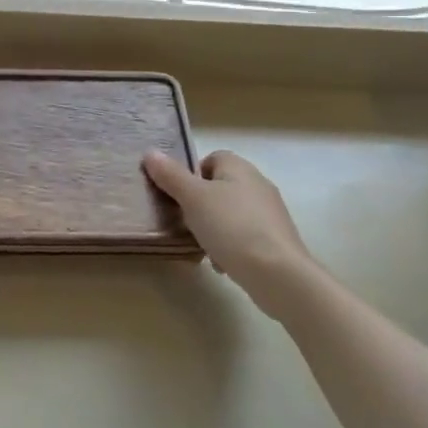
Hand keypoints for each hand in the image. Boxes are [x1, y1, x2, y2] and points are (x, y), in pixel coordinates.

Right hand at [143, 149, 327, 319]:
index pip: (211, 158)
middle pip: (219, 187)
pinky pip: (243, 236)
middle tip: (183, 221)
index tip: (178, 196)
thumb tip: (150, 153)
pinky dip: (230, 246)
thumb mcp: (193, 198)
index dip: (191, 174)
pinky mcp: (275, 240)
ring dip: (213, 228)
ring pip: (230, 214)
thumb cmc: (231, 227)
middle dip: (199, 205)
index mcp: (239, 167)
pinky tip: (221, 263)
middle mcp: (258, 184)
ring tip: (200, 246)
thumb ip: (171, 176)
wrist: (278, 274)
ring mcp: (269, 213)